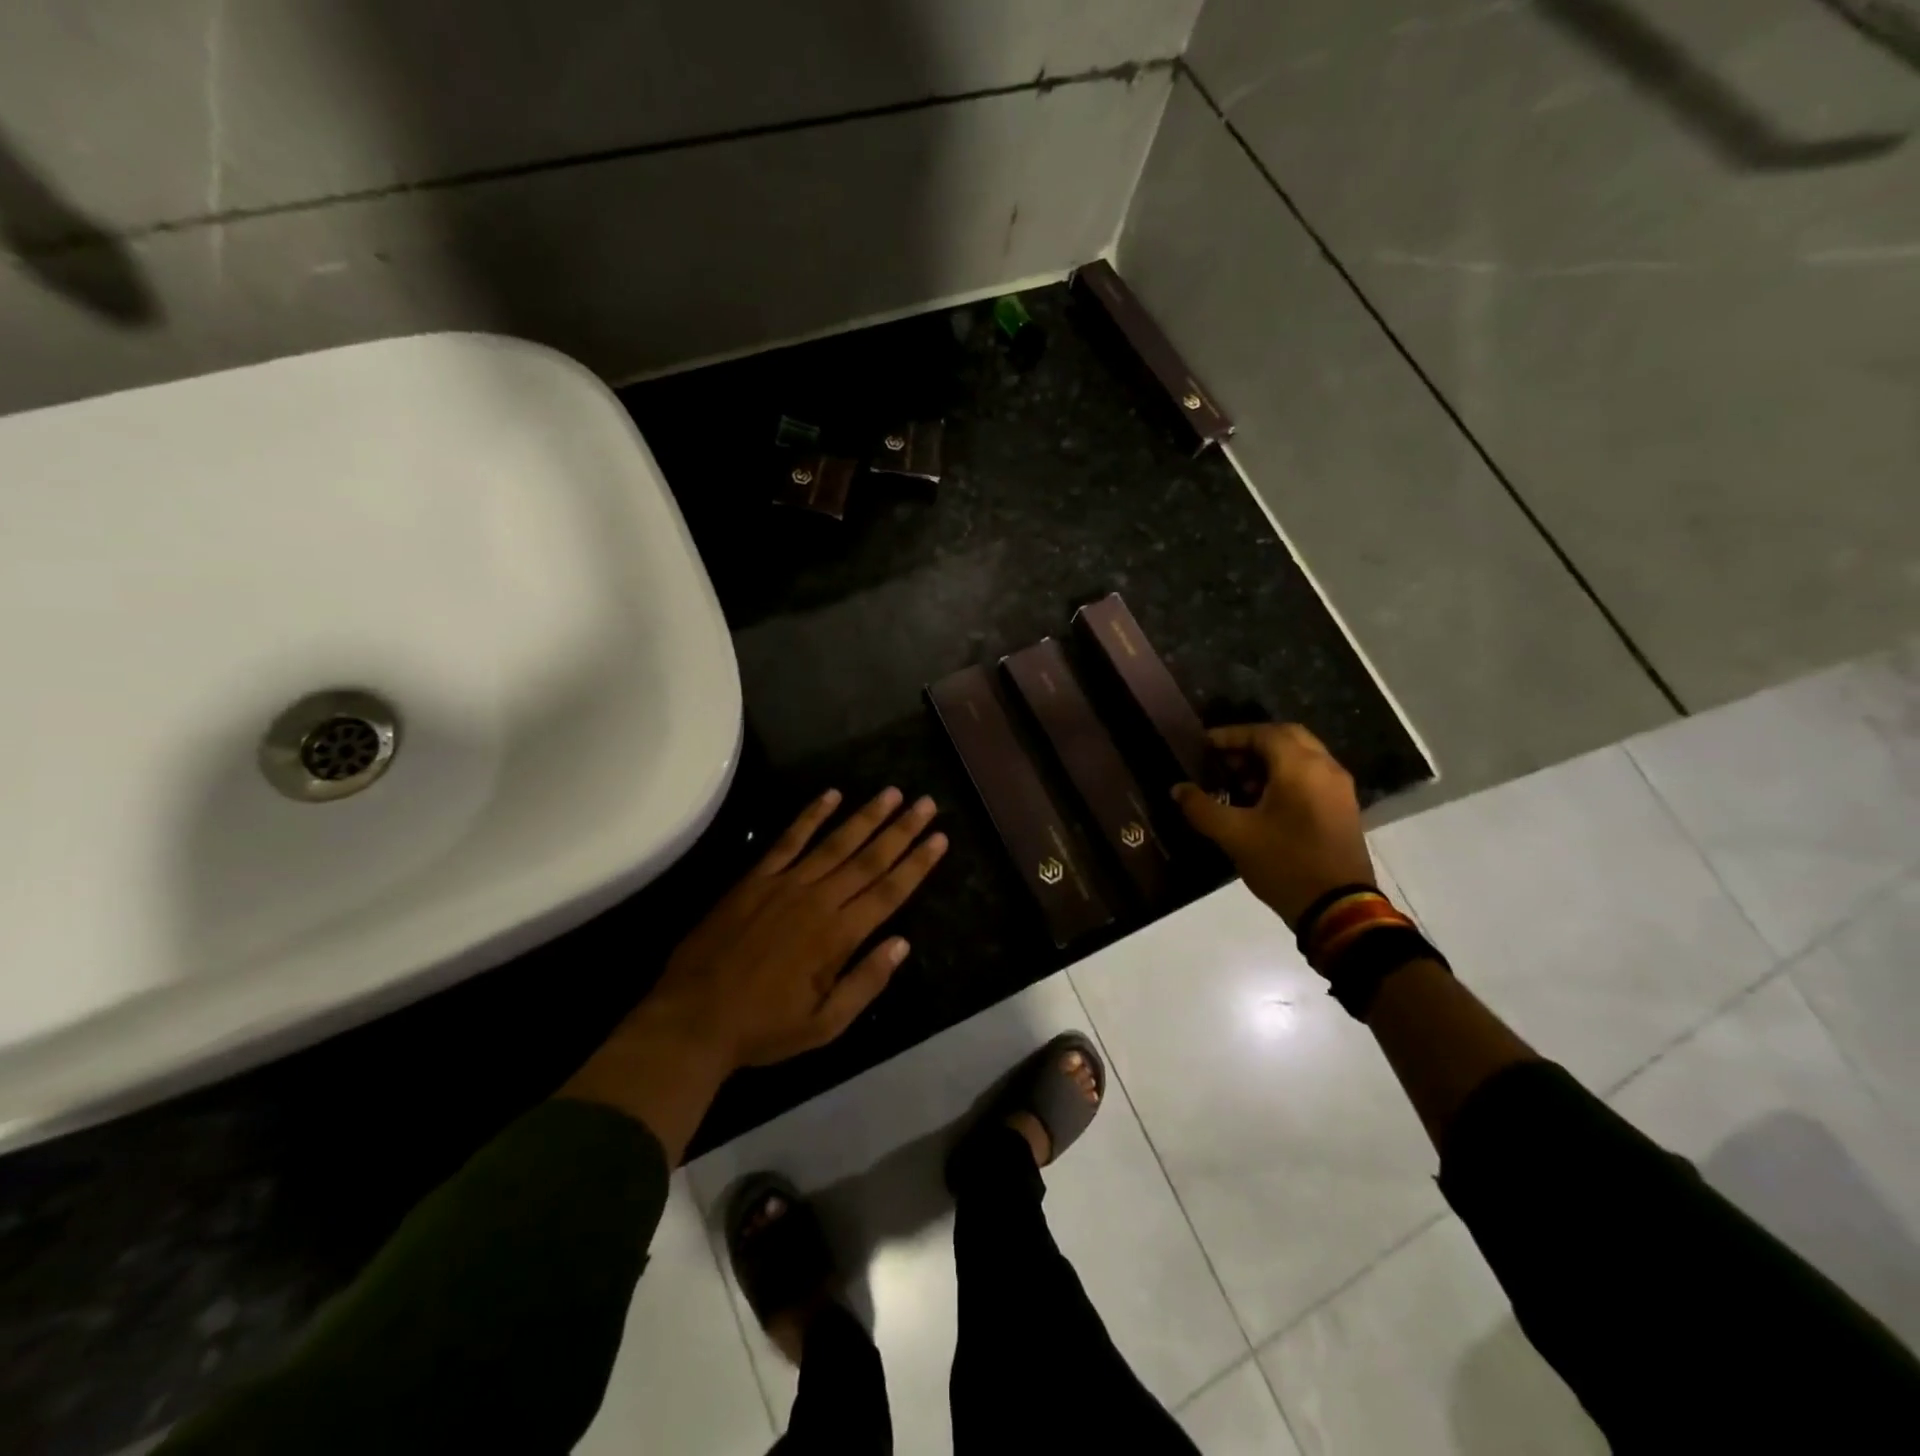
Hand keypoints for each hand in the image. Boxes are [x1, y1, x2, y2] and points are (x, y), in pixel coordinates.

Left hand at [652, 786, 947, 1066]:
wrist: (693, 1018)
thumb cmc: (764, 1028)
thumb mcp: (825, 1025)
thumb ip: (866, 982)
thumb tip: (902, 944)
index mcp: (838, 937)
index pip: (889, 891)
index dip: (917, 863)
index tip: (940, 838)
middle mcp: (818, 901)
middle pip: (869, 859)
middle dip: (902, 830)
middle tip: (927, 803)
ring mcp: (785, 885)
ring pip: (835, 843)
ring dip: (866, 816)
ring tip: (892, 793)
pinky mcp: (756, 879)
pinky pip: (788, 840)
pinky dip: (810, 816)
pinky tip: (830, 794)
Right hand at [1172, 723, 1373, 928]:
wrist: (1338, 909)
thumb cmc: (1284, 863)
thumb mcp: (1234, 835)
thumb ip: (1202, 808)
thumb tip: (1178, 789)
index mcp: (1300, 767)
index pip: (1264, 733)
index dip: (1231, 735)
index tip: (1205, 745)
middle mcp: (1325, 768)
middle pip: (1287, 737)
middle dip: (1253, 743)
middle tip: (1224, 759)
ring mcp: (1339, 789)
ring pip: (1301, 757)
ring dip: (1270, 761)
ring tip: (1239, 782)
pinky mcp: (1343, 809)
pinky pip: (1311, 777)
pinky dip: (1286, 777)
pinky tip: (1263, 802)